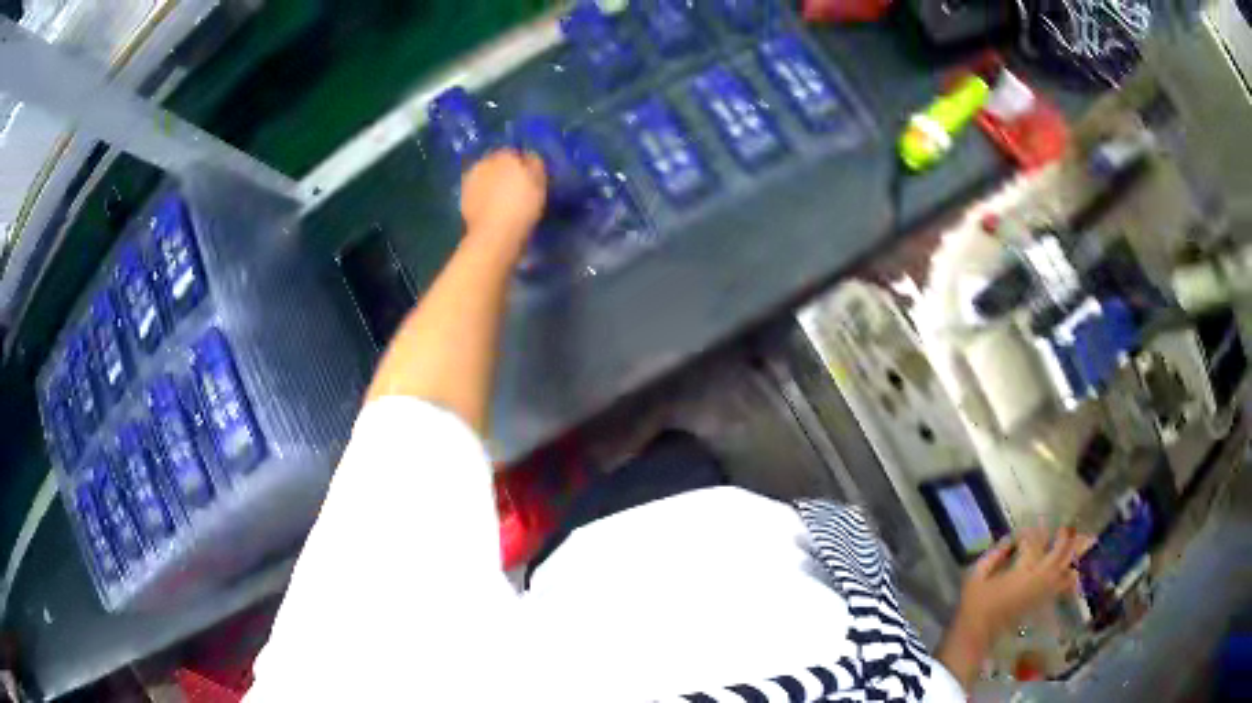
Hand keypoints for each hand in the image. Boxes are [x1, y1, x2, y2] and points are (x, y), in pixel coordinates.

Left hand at [460, 149, 547, 248]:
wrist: (495, 232)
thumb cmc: (523, 206)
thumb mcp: (539, 183)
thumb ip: (534, 165)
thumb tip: (529, 157)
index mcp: (506, 155)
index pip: (514, 153)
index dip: (520, 164)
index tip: (527, 177)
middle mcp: (484, 162)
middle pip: (495, 163)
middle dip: (502, 171)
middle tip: (513, 187)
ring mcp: (470, 179)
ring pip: (483, 176)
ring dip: (490, 183)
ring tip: (500, 199)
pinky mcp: (462, 197)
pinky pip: (476, 192)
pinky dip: (481, 196)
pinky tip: (489, 208)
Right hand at [958, 527, 1090, 637]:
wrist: (977, 634)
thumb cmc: (975, 603)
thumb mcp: (977, 575)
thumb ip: (995, 554)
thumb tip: (1009, 540)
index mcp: (1021, 570)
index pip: (1034, 542)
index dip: (1030, 532)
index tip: (1022, 531)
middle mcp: (1038, 578)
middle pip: (1059, 553)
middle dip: (1064, 537)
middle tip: (1065, 526)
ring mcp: (1042, 591)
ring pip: (1066, 569)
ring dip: (1075, 555)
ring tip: (1086, 540)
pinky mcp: (1042, 601)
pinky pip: (1063, 587)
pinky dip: (1072, 577)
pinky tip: (1077, 571)